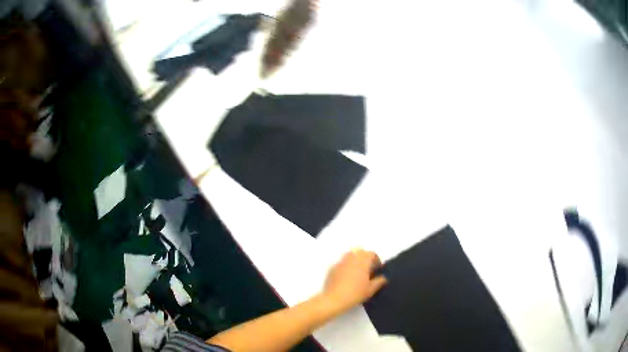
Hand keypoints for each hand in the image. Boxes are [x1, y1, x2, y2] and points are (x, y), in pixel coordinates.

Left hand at [322, 249, 386, 312]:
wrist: (334, 299)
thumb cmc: (355, 293)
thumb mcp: (371, 290)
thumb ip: (379, 281)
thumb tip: (383, 278)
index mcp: (362, 262)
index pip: (371, 254)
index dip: (376, 260)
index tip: (377, 269)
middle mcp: (351, 258)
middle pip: (360, 252)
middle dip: (365, 258)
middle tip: (368, 269)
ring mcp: (341, 262)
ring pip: (350, 255)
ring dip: (355, 260)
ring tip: (357, 272)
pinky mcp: (332, 268)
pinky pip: (342, 263)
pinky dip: (346, 266)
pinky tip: (346, 277)